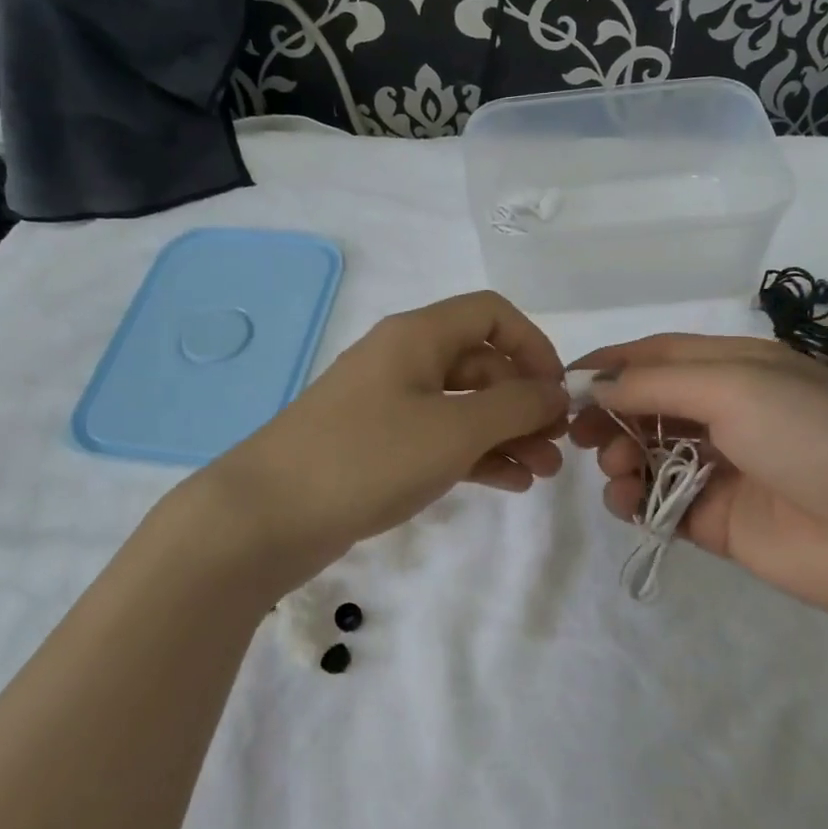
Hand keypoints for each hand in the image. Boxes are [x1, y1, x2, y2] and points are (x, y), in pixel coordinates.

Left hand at [211, 291, 568, 567]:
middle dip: (525, 401)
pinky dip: (477, 455)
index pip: (492, 314)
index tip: (558, 392)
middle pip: (481, 363)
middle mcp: (404, 360)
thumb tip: (556, 393)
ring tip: (542, 473)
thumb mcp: (454, 429)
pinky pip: (440, 438)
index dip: (534, 346)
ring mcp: (388, 405)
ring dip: (507, 433)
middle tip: (557, 445)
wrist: (269, 515)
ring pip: (463, 406)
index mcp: (418, 336)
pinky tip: (509, 483)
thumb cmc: (368, 458)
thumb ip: (515, 406)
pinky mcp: (378, 446)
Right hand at [569, 334, 827, 630]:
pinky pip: (660, 502)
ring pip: (648, 454)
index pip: (658, 356)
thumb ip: (658, 385)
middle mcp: (729, 413)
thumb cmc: (818, 438)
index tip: (562, 383)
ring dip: (620, 456)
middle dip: (609, 413)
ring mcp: (723, 469)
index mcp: (739, 368)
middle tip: (580, 434)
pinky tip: (628, 500)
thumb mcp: (737, 388)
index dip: (610, 364)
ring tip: (618, 468)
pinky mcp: (718, 521)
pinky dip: (635, 499)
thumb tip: (595, 386)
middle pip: (647, 405)